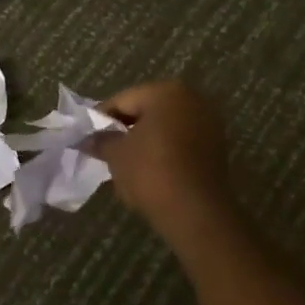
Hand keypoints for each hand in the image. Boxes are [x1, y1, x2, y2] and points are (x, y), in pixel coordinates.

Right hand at [90, 80, 237, 231]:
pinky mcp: (216, 147)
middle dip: (126, 128)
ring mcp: (209, 122)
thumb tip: (88, 139)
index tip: (88, 136)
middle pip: (147, 109)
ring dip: (146, 140)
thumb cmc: (151, 172)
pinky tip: (150, 170)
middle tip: (105, 149)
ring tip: (126, 162)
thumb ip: (101, 140)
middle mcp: (192, 99)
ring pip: (165, 126)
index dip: (101, 118)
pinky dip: (164, 150)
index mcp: (166, 92)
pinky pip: (181, 141)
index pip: (123, 100)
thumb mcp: (117, 155)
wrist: (196, 212)